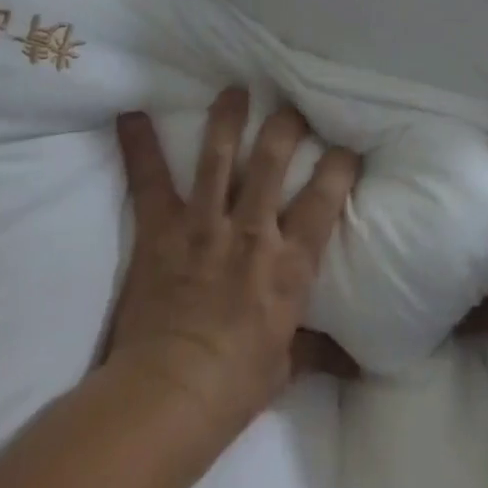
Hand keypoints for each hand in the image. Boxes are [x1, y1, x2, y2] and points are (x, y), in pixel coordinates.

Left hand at [106, 88, 360, 445]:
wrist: (168, 398)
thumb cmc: (235, 385)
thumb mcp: (286, 366)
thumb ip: (319, 349)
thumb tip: (357, 363)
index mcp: (289, 262)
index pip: (325, 198)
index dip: (340, 164)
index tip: (346, 145)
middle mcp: (252, 230)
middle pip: (273, 158)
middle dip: (285, 125)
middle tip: (291, 106)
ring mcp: (204, 224)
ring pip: (219, 156)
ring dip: (228, 118)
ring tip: (235, 90)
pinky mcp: (162, 230)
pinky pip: (150, 180)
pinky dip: (139, 146)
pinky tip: (130, 115)